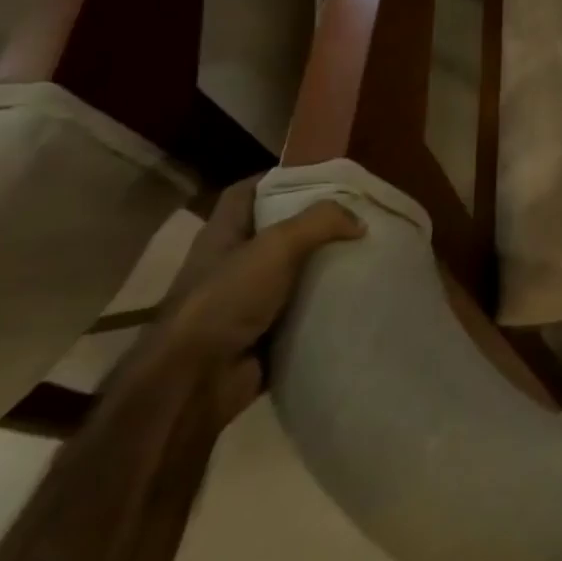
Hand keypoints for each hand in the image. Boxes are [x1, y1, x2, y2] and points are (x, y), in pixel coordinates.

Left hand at [145, 177, 364, 423]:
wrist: (193, 385)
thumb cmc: (225, 301)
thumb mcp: (276, 246)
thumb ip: (320, 222)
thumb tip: (359, 222)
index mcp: (222, 236)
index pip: (247, 192)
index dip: (279, 178)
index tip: (321, 175)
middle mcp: (231, 265)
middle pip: (278, 231)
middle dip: (316, 223)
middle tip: (358, 215)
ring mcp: (245, 302)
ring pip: (294, 273)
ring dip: (325, 266)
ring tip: (368, 253)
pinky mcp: (262, 335)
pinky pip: (302, 312)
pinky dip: (325, 306)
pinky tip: (357, 295)